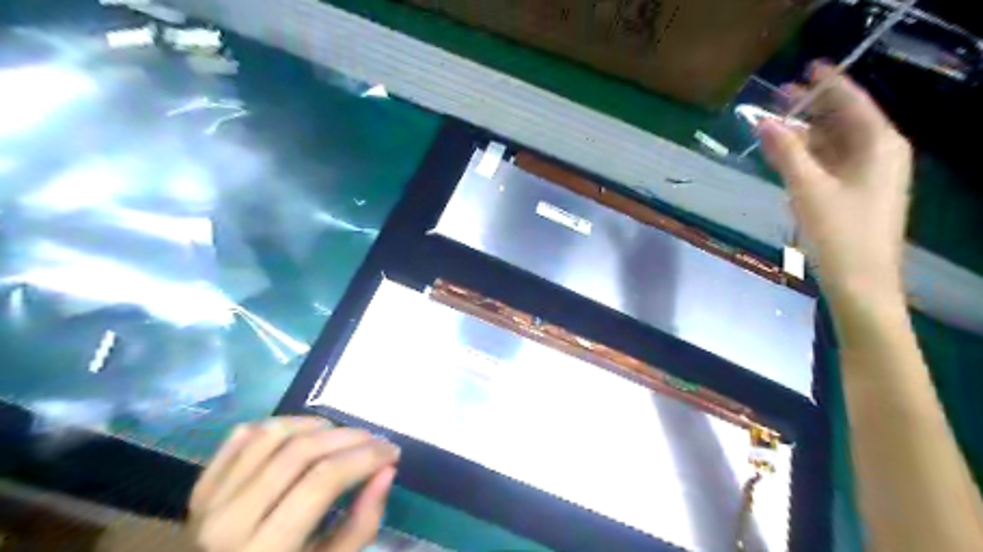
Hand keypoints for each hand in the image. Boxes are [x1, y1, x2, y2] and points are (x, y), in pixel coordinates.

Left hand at [188, 418, 398, 551]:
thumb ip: (362, 524)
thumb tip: (387, 470)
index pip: (323, 481)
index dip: (365, 458)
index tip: (392, 453)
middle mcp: (229, 520)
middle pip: (300, 451)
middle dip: (349, 437)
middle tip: (376, 441)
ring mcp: (210, 499)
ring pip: (273, 434)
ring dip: (318, 425)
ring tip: (343, 436)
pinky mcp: (202, 485)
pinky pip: (245, 435)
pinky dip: (282, 424)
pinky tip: (305, 434)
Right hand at [760, 63, 914, 305]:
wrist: (860, 281)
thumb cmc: (839, 232)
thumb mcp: (808, 188)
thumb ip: (786, 152)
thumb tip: (762, 121)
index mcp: (879, 144)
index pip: (853, 102)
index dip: (829, 83)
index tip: (806, 68)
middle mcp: (880, 153)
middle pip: (844, 120)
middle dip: (813, 108)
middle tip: (781, 96)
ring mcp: (868, 175)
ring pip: (835, 143)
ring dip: (807, 133)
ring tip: (776, 123)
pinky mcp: (856, 193)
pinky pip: (832, 163)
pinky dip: (810, 155)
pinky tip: (788, 154)